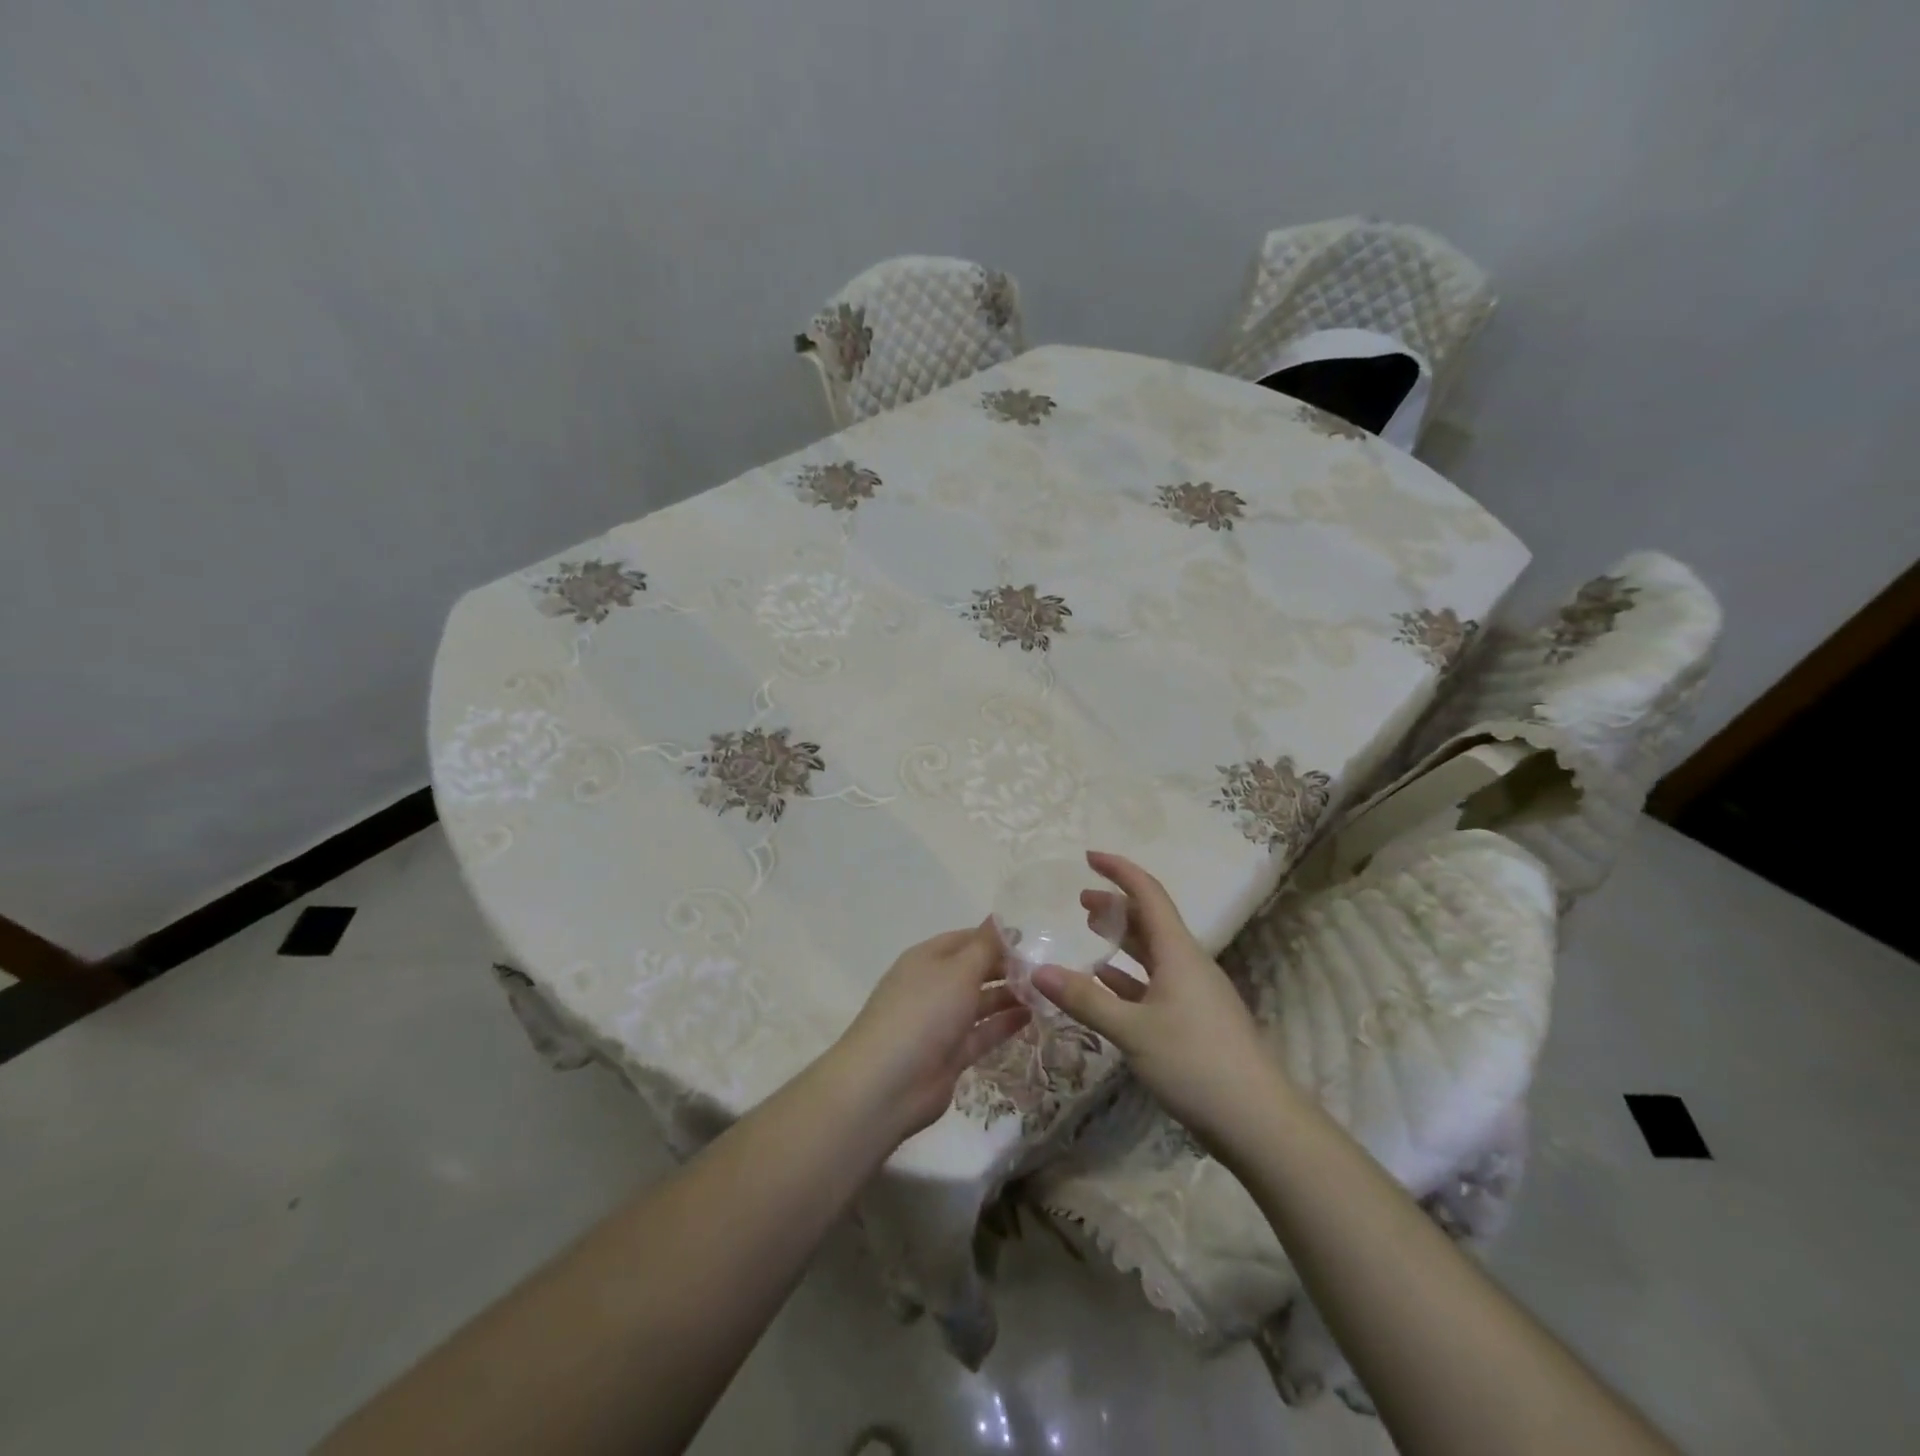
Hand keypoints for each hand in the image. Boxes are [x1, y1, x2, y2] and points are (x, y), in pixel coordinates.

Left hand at [829, 924, 1030, 1140]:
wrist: (887, 1084)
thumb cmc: (923, 1013)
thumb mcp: (958, 971)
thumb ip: (985, 946)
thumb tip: (1000, 918)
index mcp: (927, 959)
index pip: (965, 939)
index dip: (995, 938)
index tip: (1029, 940)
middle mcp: (933, 986)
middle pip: (973, 970)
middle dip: (1005, 968)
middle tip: (1043, 969)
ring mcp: (940, 1022)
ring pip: (979, 1002)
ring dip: (1008, 995)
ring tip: (1044, 993)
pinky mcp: (950, 1055)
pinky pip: (981, 1033)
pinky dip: (1003, 1024)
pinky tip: (1031, 1017)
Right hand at [1030, 852, 1285, 1148]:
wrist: (1257, 1120)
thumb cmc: (1195, 1062)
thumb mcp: (1132, 1030)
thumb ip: (1084, 999)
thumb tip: (1037, 970)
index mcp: (1178, 952)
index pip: (1148, 894)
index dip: (1119, 870)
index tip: (1088, 857)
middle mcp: (1188, 963)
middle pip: (1150, 921)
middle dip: (1116, 905)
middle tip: (1080, 901)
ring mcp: (1194, 993)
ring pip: (1152, 953)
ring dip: (1122, 940)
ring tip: (1090, 932)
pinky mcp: (1194, 1021)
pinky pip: (1155, 984)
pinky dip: (1128, 977)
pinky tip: (1107, 984)